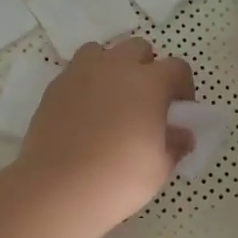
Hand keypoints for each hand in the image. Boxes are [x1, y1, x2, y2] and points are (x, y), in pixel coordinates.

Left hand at [15, 39, 194, 234]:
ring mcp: (81, 73)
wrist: (58, 188)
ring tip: (111, 99)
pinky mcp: (55, 87)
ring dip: (112, 68)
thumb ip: (174, 144)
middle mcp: (116, 67)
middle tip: (144, 101)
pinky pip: (76, 72)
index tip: (179, 110)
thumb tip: (182, 134)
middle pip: (138, 49)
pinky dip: (85, 83)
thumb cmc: (119, 178)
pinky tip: (84, 113)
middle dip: (146, 68)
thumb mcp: (159, 167)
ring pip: (102, 52)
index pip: (177, 67)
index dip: (182, 86)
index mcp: (150, 83)